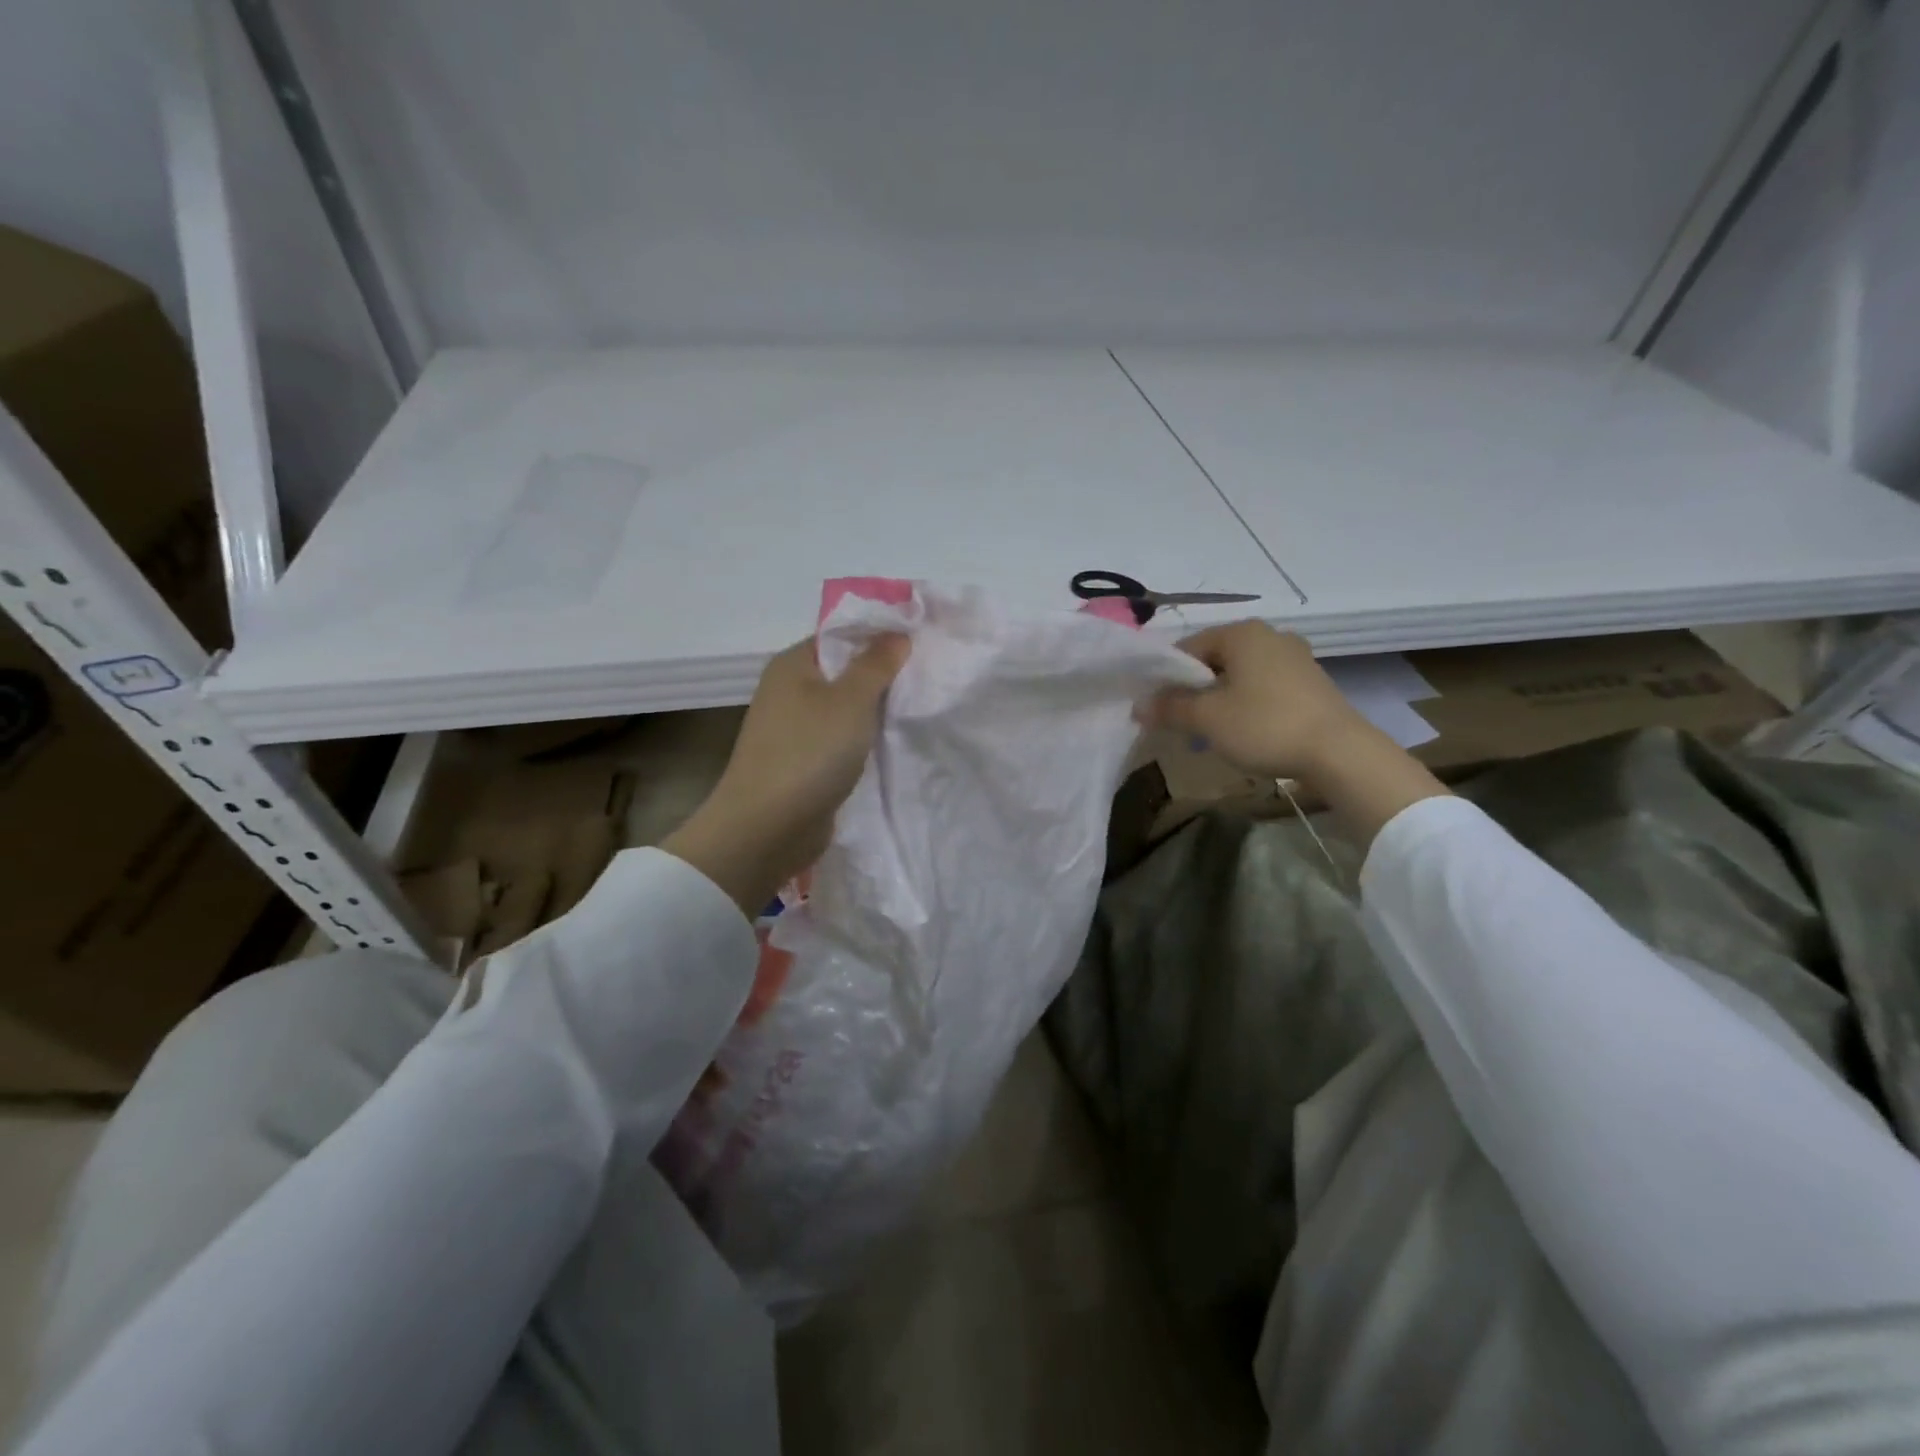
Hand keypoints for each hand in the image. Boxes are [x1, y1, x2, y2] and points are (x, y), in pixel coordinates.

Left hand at [664, 634, 909, 914]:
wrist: (767, 828)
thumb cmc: (808, 752)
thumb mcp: (850, 700)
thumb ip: (876, 664)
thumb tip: (897, 633)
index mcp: (792, 664)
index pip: (840, 634)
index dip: (878, 634)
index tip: (920, 641)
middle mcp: (788, 690)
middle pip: (843, 671)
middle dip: (882, 674)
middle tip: (927, 676)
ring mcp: (794, 729)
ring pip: (844, 708)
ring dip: (875, 711)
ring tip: (917, 707)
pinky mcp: (803, 762)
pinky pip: (840, 740)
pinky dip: (863, 740)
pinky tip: (892, 743)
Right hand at [1145, 620, 1449, 846]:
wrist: (1340, 752)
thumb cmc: (1264, 725)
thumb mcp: (1207, 719)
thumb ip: (1169, 708)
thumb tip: (1139, 706)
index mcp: (1241, 633)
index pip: (1187, 648)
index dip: (1165, 678)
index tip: (1156, 708)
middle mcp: (1269, 635)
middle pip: (1214, 660)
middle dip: (1193, 690)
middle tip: (1180, 722)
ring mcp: (1295, 657)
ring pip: (1239, 675)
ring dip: (1219, 700)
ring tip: (1210, 732)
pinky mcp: (1311, 682)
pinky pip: (1264, 687)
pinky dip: (1246, 704)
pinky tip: (1244, 732)